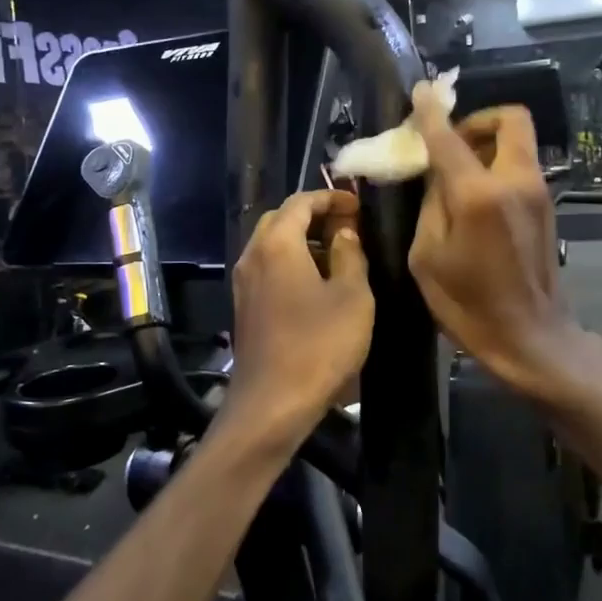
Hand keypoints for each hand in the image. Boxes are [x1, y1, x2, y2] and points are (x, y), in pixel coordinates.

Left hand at [222, 189, 371, 450]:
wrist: (271, 403)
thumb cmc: (318, 345)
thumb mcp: (352, 297)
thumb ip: (350, 255)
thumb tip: (344, 232)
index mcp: (277, 244)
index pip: (301, 202)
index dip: (331, 197)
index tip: (358, 204)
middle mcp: (253, 254)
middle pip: (281, 219)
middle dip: (314, 215)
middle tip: (348, 226)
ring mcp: (243, 282)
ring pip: (272, 244)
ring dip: (302, 240)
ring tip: (338, 253)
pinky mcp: (244, 306)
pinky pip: (267, 268)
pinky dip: (291, 262)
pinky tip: (317, 283)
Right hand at [408, 85, 594, 402]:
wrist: (532, 338)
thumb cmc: (469, 304)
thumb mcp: (427, 256)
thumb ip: (430, 203)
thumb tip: (434, 171)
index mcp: (478, 194)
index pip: (450, 136)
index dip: (431, 112)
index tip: (422, 92)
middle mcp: (515, 181)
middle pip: (509, 119)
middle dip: (477, 120)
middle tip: (450, 143)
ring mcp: (538, 192)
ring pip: (517, 141)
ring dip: (487, 143)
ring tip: (458, 170)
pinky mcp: (547, 206)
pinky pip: (520, 165)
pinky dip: (497, 164)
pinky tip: (475, 195)